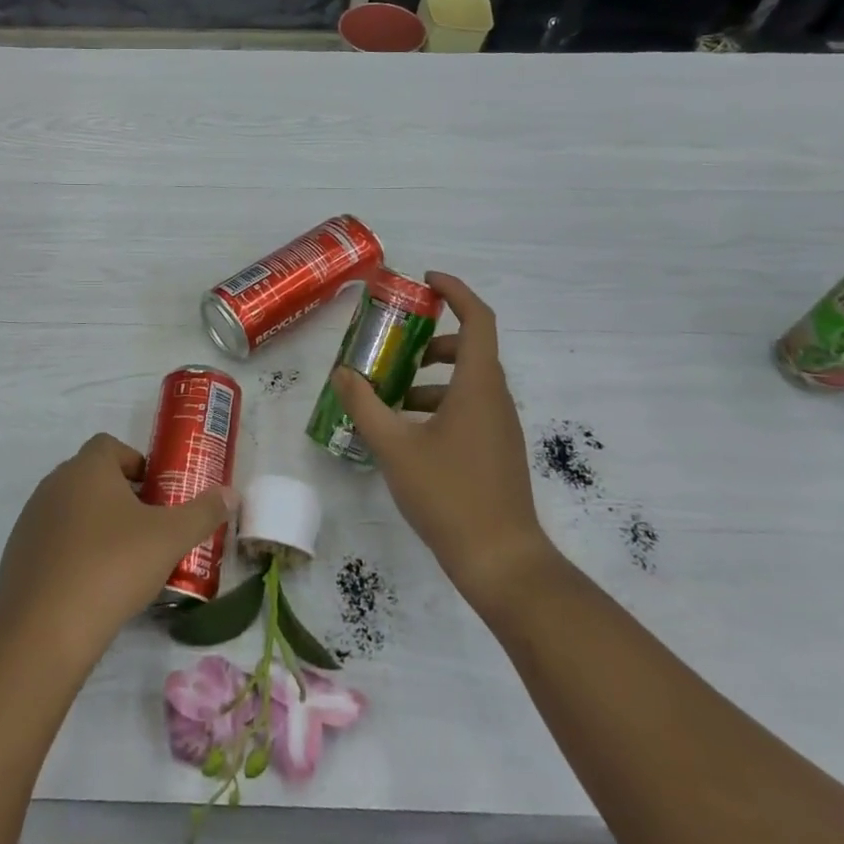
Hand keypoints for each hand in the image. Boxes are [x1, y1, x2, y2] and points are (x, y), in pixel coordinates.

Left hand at [0, 434, 239, 663]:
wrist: (44, 629)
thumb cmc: (112, 566)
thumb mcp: (170, 538)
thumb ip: (203, 513)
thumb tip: (230, 493)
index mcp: (87, 468)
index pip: (110, 445)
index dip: (136, 463)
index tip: (157, 494)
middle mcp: (54, 483)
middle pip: (91, 477)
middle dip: (120, 496)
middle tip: (148, 529)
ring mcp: (32, 519)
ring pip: (71, 509)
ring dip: (96, 524)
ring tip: (122, 561)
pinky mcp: (17, 554)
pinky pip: (53, 540)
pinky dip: (73, 552)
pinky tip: (91, 586)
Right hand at [327, 272, 552, 601]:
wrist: (501, 561)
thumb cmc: (449, 494)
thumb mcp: (394, 447)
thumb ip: (365, 405)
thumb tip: (341, 373)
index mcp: (478, 385)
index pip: (477, 319)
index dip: (455, 292)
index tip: (426, 281)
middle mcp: (495, 399)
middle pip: (470, 349)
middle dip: (432, 340)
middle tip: (395, 344)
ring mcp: (500, 428)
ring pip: (467, 383)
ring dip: (431, 378)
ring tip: (389, 396)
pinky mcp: (497, 452)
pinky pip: (469, 409)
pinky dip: (439, 405)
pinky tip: (406, 434)